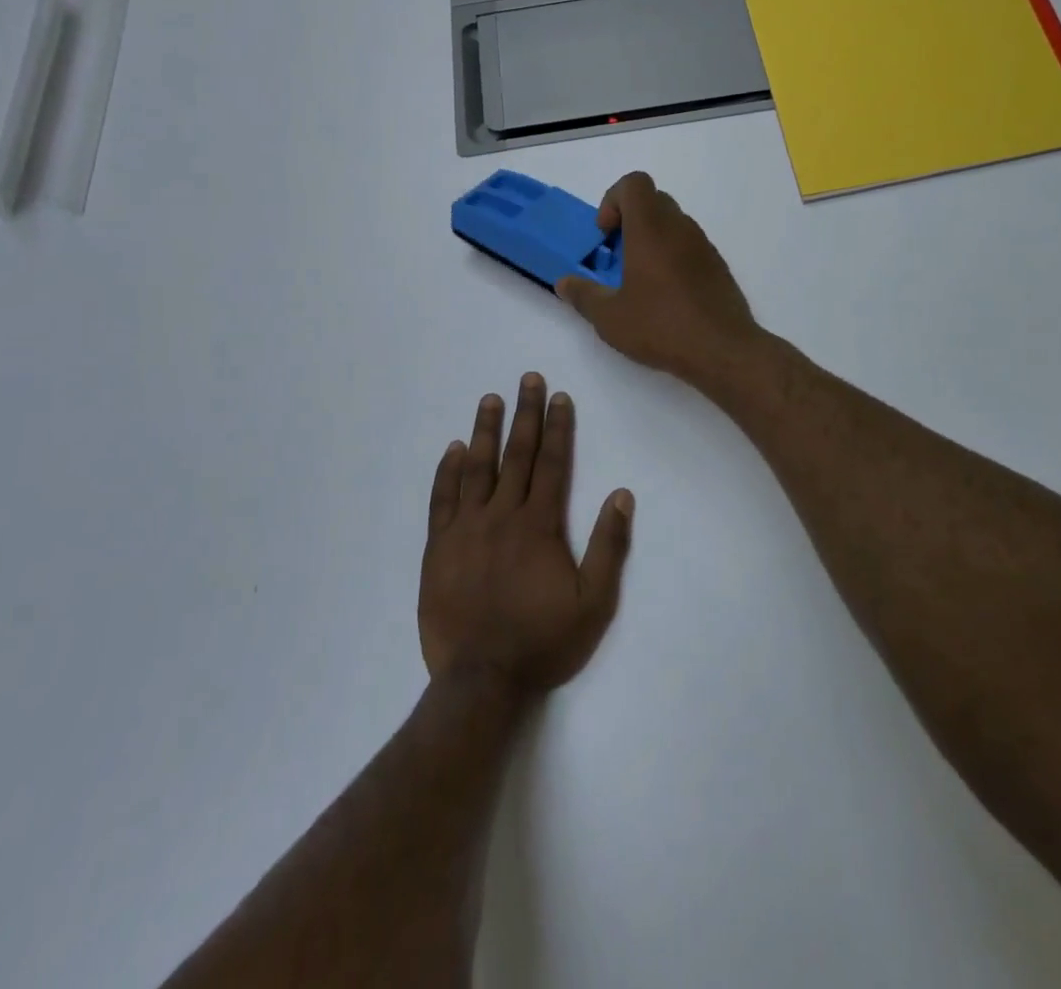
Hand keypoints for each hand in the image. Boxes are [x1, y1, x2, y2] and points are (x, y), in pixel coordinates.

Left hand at [419, 375, 633, 695]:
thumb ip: (608, 546)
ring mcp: (466, 529)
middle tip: (527, 379)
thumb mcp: (593, 602)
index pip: (551, 463)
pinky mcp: (439, 547)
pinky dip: (447, 472)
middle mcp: (502, 515)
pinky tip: (453, 449)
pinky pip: (442, 500)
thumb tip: (621, 495)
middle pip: (516, 455)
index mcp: (539, 525)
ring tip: (490, 399)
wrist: (481, 680)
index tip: (559, 397)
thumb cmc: (543, 640)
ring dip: (485, 431)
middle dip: (525, 414)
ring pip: (477, 468)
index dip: (557, 427)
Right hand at [555, 172, 761, 383]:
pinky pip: (689, 245)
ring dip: (651, 239)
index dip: (613, 200)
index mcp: (651, 229)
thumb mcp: (610, 317)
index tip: (605, 235)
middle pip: (653, 200)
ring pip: (673, 223)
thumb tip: (564, 283)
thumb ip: (583, 295)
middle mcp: (680, 228)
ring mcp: (703, 245)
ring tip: (638, 279)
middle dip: (629, 220)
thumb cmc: (661, 326)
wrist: (723, 350)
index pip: (634, 183)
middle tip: (617, 256)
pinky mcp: (717, 266)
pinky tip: (665, 295)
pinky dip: (671, 256)